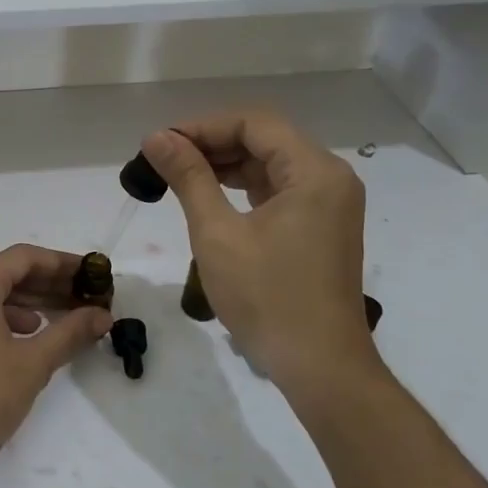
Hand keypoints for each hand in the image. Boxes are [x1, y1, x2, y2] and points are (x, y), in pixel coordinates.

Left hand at [0, 245, 111, 481]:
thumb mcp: (33, 363)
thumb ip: (70, 332)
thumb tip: (103, 315)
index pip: (25, 258)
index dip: (63, 263)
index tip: (93, 274)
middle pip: (9, 273)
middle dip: (50, 283)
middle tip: (87, 296)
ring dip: (31, 301)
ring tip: (66, 316)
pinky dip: (7, 317)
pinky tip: (29, 334)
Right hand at [141, 113, 387, 407]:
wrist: (318, 364)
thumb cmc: (266, 297)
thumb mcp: (217, 233)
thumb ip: (189, 178)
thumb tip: (157, 138)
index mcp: (314, 171)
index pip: (254, 123)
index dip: (203, 126)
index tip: (161, 143)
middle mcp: (330, 178)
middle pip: (265, 139)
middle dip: (212, 144)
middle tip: (163, 160)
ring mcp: (329, 204)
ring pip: (270, 164)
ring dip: (225, 165)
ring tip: (178, 176)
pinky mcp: (321, 227)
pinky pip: (279, 190)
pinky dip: (243, 188)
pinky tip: (210, 197)